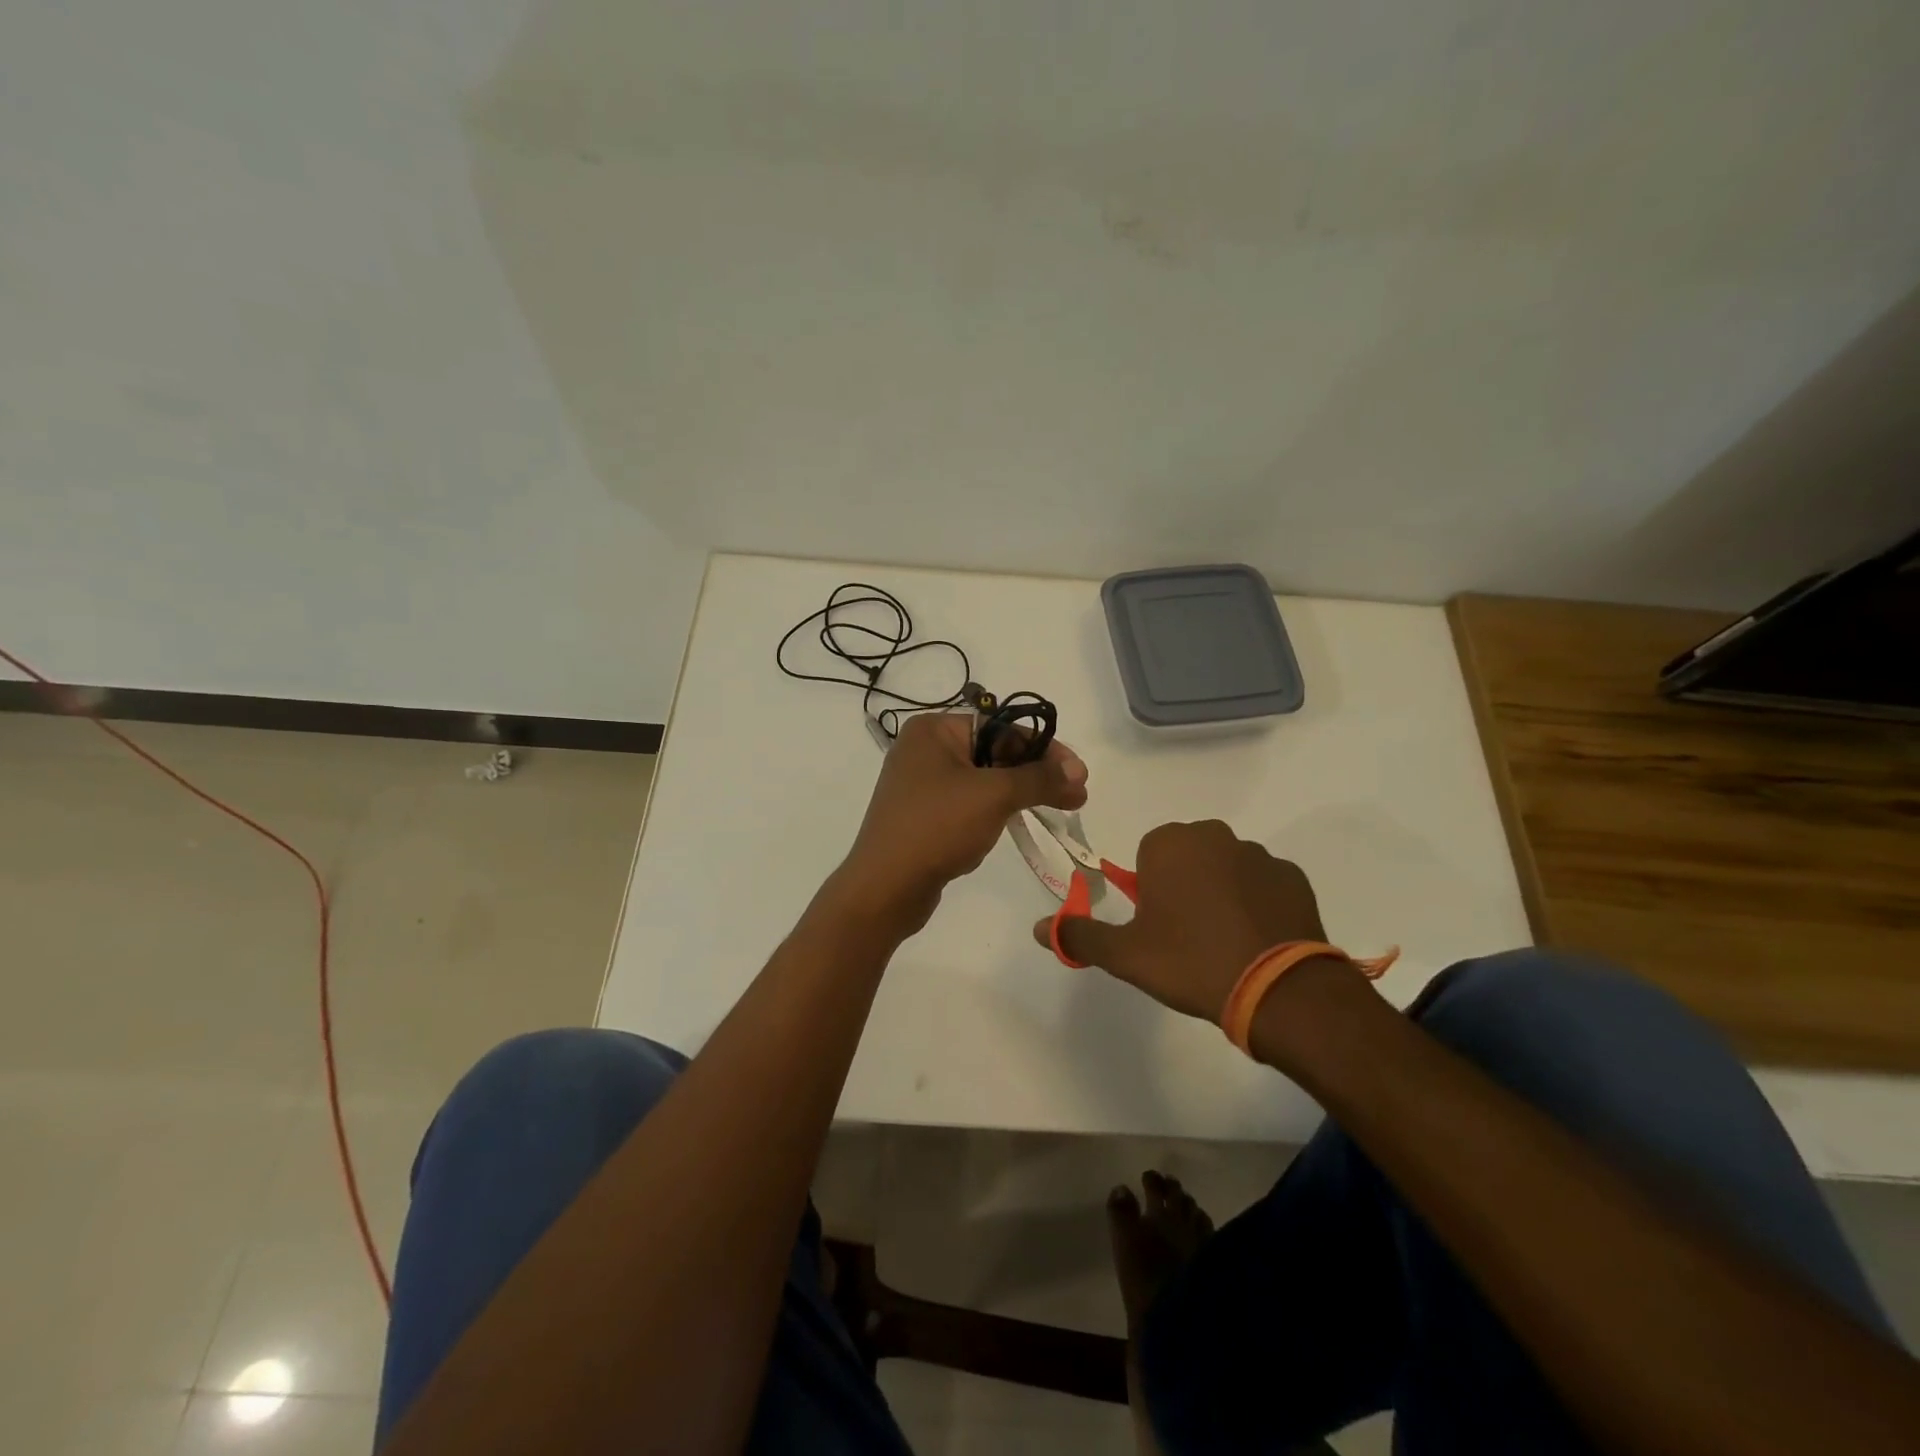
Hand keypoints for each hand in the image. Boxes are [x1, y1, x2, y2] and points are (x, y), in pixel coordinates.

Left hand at [842, 712, 1087, 930]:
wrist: (885, 888)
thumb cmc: (937, 827)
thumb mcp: (994, 796)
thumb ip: (1039, 779)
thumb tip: (1079, 772)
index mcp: (934, 729)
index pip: (1002, 727)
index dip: (1045, 749)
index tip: (1079, 773)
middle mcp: (925, 749)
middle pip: (994, 751)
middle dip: (1035, 773)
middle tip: (1076, 795)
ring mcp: (922, 783)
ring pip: (984, 779)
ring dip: (1020, 792)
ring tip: (1059, 807)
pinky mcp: (924, 814)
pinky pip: (969, 802)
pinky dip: (996, 809)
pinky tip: (1018, 821)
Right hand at [1033, 820, 1328, 1022]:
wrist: (1277, 989)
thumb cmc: (1190, 961)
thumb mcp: (1125, 955)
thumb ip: (1080, 935)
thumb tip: (1038, 928)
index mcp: (1170, 843)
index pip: (1147, 855)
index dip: (1148, 892)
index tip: (1157, 926)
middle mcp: (1214, 835)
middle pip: (1187, 857)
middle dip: (1183, 886)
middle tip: (1186, 936)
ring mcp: (1259, 854)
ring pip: (1225, 869)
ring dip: (1220, 893)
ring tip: (1224, 943)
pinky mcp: (1294, 877)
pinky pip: (1262, 885)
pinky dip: (1256, 904)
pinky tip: (1256, 940)